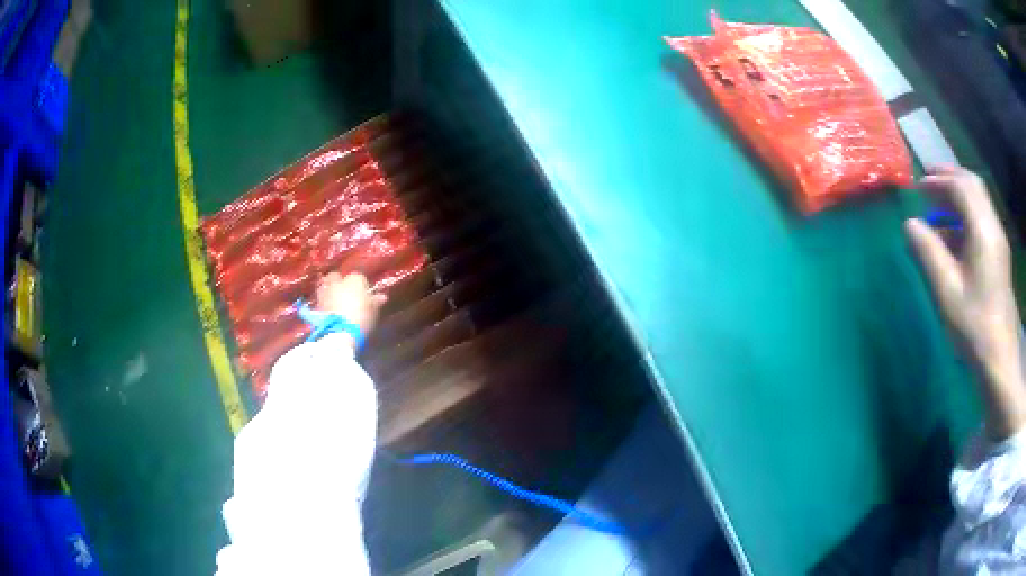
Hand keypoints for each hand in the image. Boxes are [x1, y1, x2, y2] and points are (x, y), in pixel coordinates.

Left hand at [315, 272, 387, 340]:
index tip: (364, 295)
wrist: (340, 331)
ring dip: (329, 290)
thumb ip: (376, 301)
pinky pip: (321, 298)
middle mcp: (338, 280)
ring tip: (334, 300)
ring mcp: (325, 290)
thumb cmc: (361, 316)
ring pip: (326, 285)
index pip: (359, 277)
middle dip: (339, 282)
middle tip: (344, 293)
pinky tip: (329, 309)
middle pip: (336, 276)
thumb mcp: (374, 310)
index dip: (361, 286)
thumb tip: (382, 297)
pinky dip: (324, 302)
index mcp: (355, 278)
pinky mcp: (316, 303)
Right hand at [905, 166, 1025, 439]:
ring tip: (938, 206)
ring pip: (979, 201)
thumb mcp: (947, 291)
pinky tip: (953, 235)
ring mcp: (998, 241)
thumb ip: (928, 252)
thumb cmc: (974, 326)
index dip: (938, 181)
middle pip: (973, 185)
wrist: (999, 358)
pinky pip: (982, 220)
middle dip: (949, 178)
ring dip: (958, 195)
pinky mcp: (999, 255)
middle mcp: (993, 227)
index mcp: (983, 230)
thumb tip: (910, 224)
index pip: (961, 187)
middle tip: (928, 183)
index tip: (918, 188)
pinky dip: (965, 215)